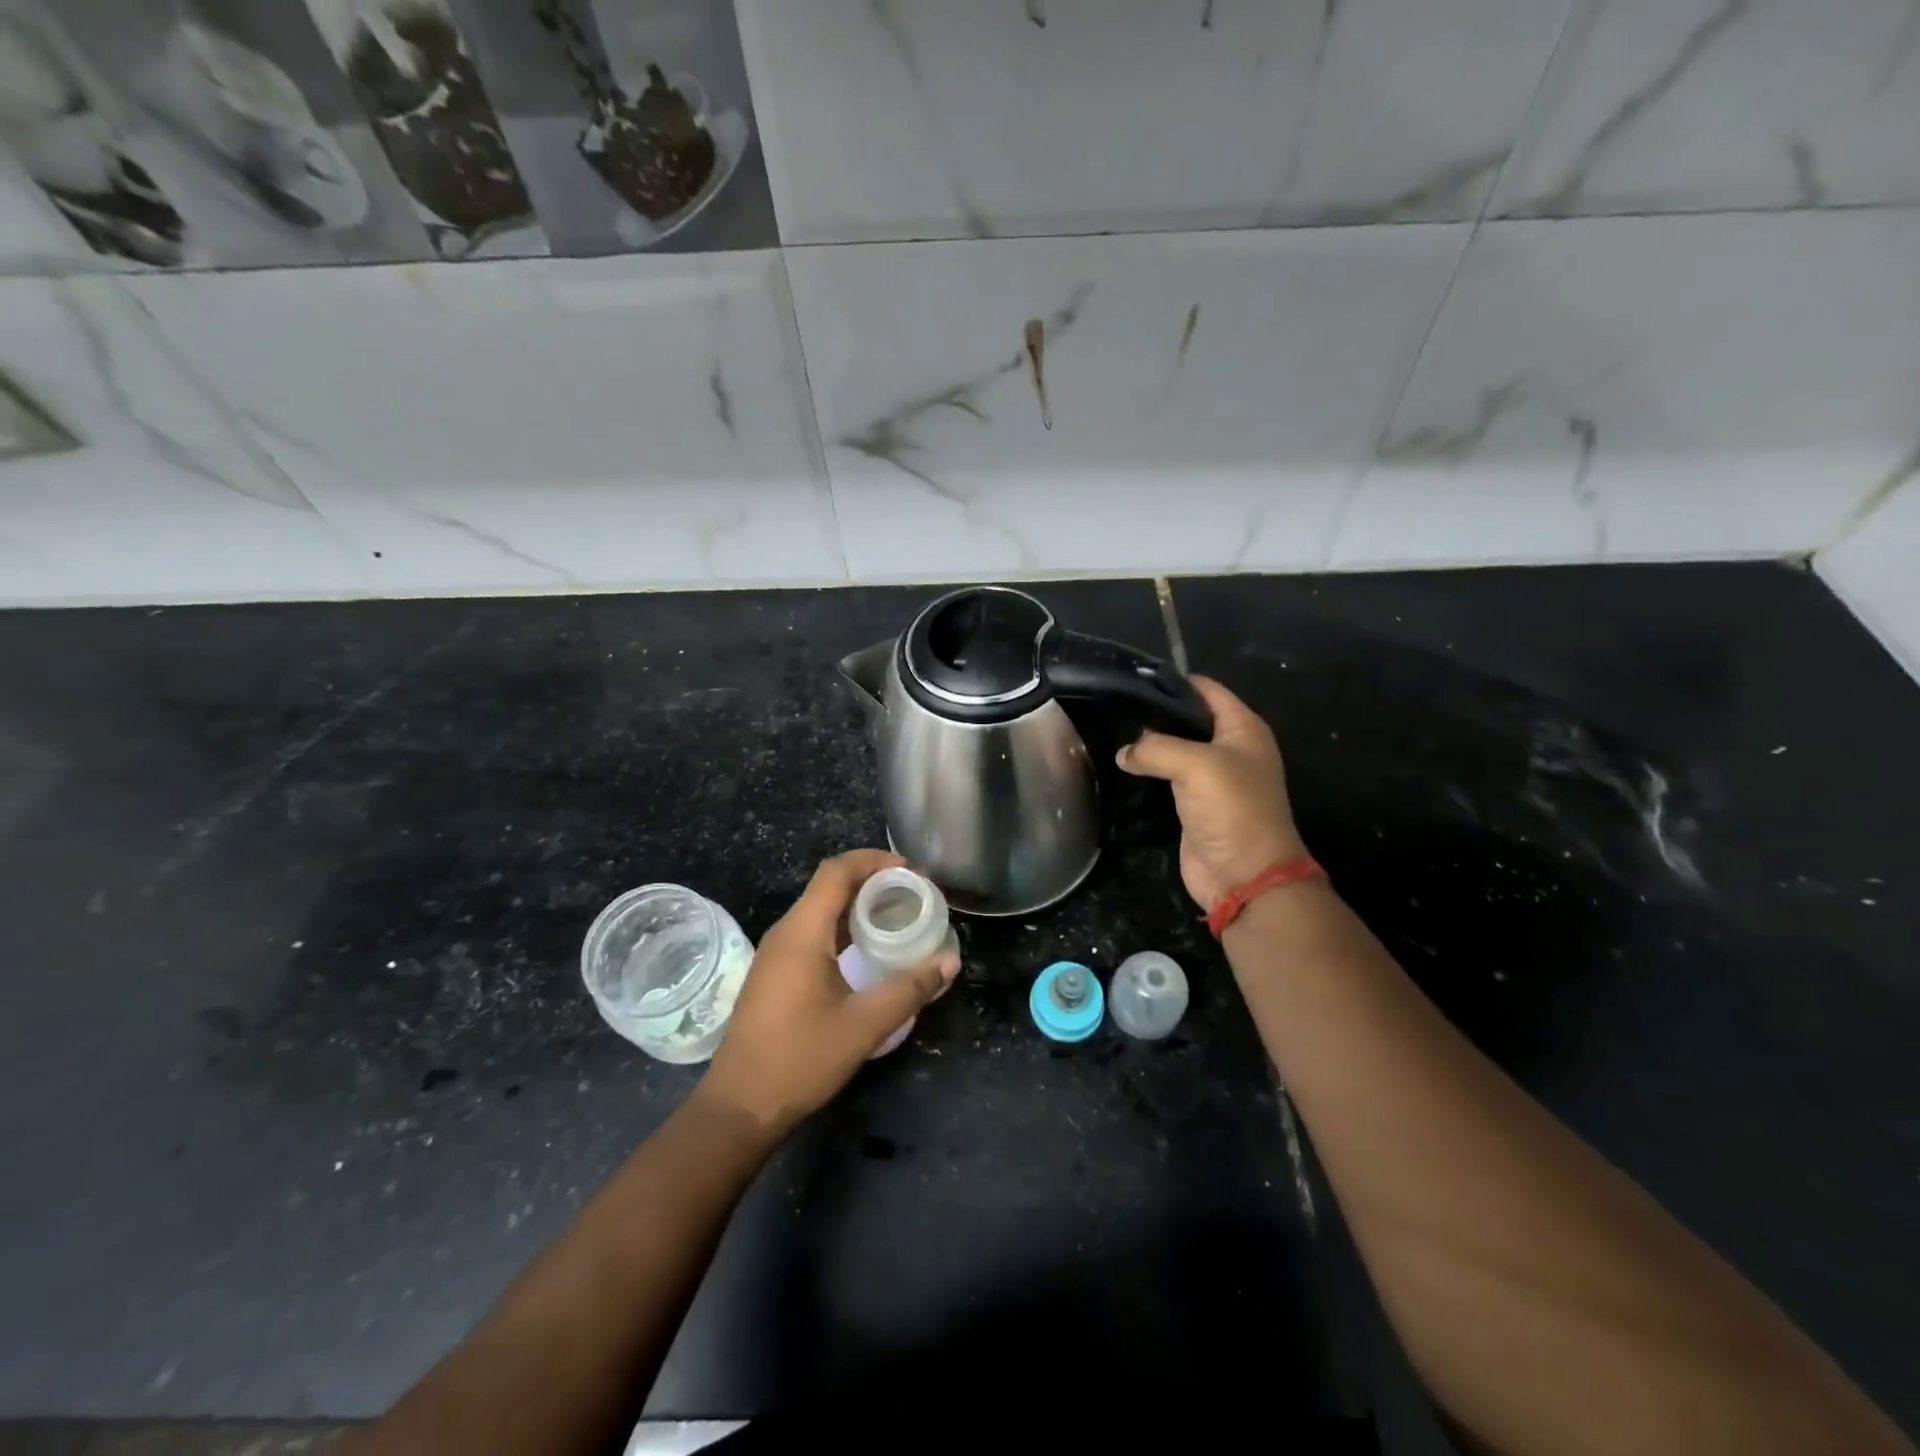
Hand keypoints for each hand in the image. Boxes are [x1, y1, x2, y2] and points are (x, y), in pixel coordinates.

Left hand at [699, 849, 959, 1139]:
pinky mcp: (775, 973)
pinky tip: (867, 948)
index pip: (836, 872)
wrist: (740, 1107)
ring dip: (857, 905)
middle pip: (829, 886)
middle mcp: (785, 933)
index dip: (873, 861)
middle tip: (913, 894)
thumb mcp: (864, 1025)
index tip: (911, 872)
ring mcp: (776, 954)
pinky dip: (842, 927)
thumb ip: (910, 989)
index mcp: (802, 933)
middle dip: (871, 881)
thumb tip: (950, 962)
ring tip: (897, 916)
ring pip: (820, 910)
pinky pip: (811, 932)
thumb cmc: (801, 1059)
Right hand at [1116, 676, 1307, 908]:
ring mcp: (1212, 778)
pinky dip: (1147, 771)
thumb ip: (1155, 748)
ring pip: (1174, 749)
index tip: (1131, 680)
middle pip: (1188, 718)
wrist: (1245, 875)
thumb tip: (1124, 752)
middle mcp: (1229, 748)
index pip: (1205, 690)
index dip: (1172, 682)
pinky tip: (1121, 765)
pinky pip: (1166, 777)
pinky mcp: (1194, 803)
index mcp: (1242, 728)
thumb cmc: (1232, 809)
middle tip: (1114, 708)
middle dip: (1155, 714)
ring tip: (1110, 732)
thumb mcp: (1196, 765)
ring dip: (1148, 745)